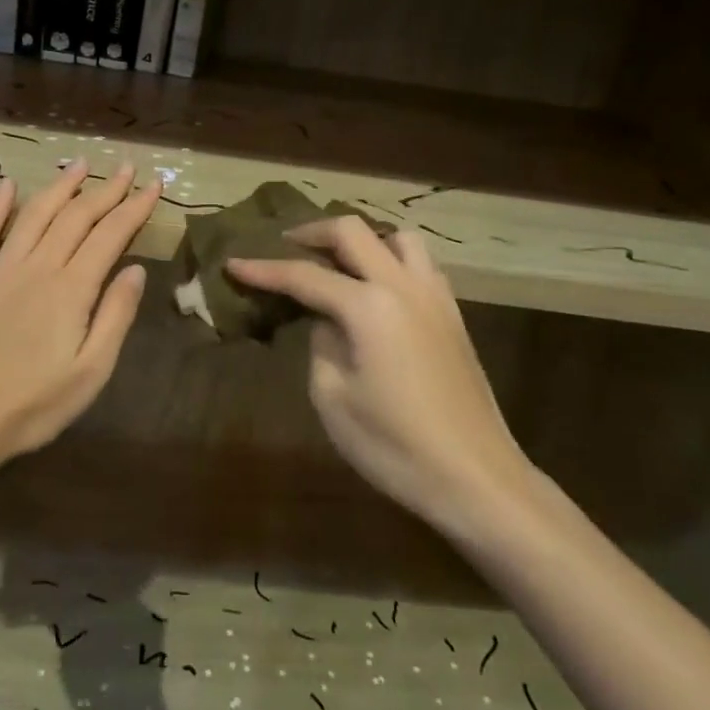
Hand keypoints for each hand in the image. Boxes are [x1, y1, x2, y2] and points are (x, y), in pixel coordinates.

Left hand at [0, 161, 158, 465]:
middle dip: (105, 190)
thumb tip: (136, 269)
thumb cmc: (35, 404)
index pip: (110, 235)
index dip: (134, 208)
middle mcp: (36, 267)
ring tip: (79, 164)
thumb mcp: (92, 371)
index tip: (154, 185)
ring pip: (34, 215)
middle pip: (76, 217)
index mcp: (71, 289)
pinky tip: (7, 185)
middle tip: (126, 167)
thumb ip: (115, 315)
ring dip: (60, 186)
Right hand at [226, 216, 529, 536]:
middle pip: (354, 231)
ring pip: (397, 237)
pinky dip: (391, 260)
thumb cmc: (395, 446)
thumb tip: (328, 322)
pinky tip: (377, 290)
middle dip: (313, 233)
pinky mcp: (453, 315)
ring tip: (338, 263)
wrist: (475, 477)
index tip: (233, 263)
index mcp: (369, 306)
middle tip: (285, 247)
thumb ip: (321, 344)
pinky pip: (419, 264)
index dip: (264, 269)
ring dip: (362, 240)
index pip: (304, 275)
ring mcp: (435, 297)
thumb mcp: (333, 398)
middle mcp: (403, 286)